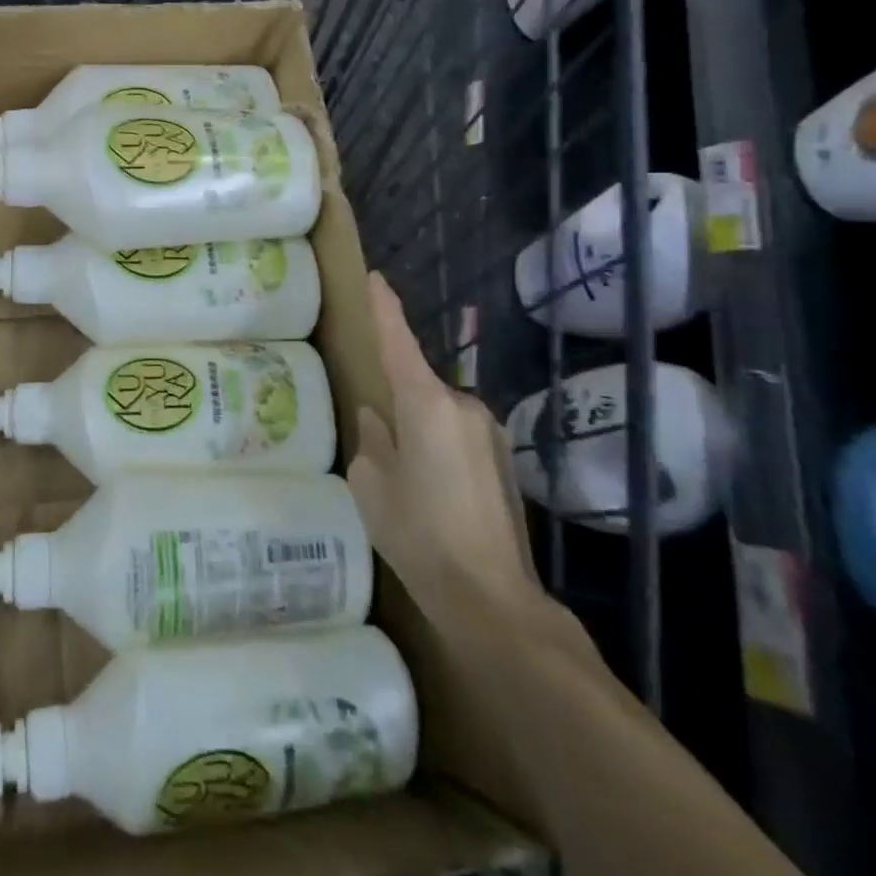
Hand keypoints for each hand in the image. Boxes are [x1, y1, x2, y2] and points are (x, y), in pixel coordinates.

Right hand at [347, 274, 541, 621]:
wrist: (492, 599)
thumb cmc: (419, 533)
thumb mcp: (372, 484)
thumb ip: (372, 440)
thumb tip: (378, 419)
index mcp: (426, 404)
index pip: (399, 341)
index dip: (385, 308)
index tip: (375, 277)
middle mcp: (463, 406)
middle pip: (419, 385)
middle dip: (397, 400)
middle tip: (378, 438)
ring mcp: (489, 433)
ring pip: (439, 414)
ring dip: (419, 430)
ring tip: (405, 477)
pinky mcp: (502, 461)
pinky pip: (458, 437)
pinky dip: (439, 448)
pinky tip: (432, 492)